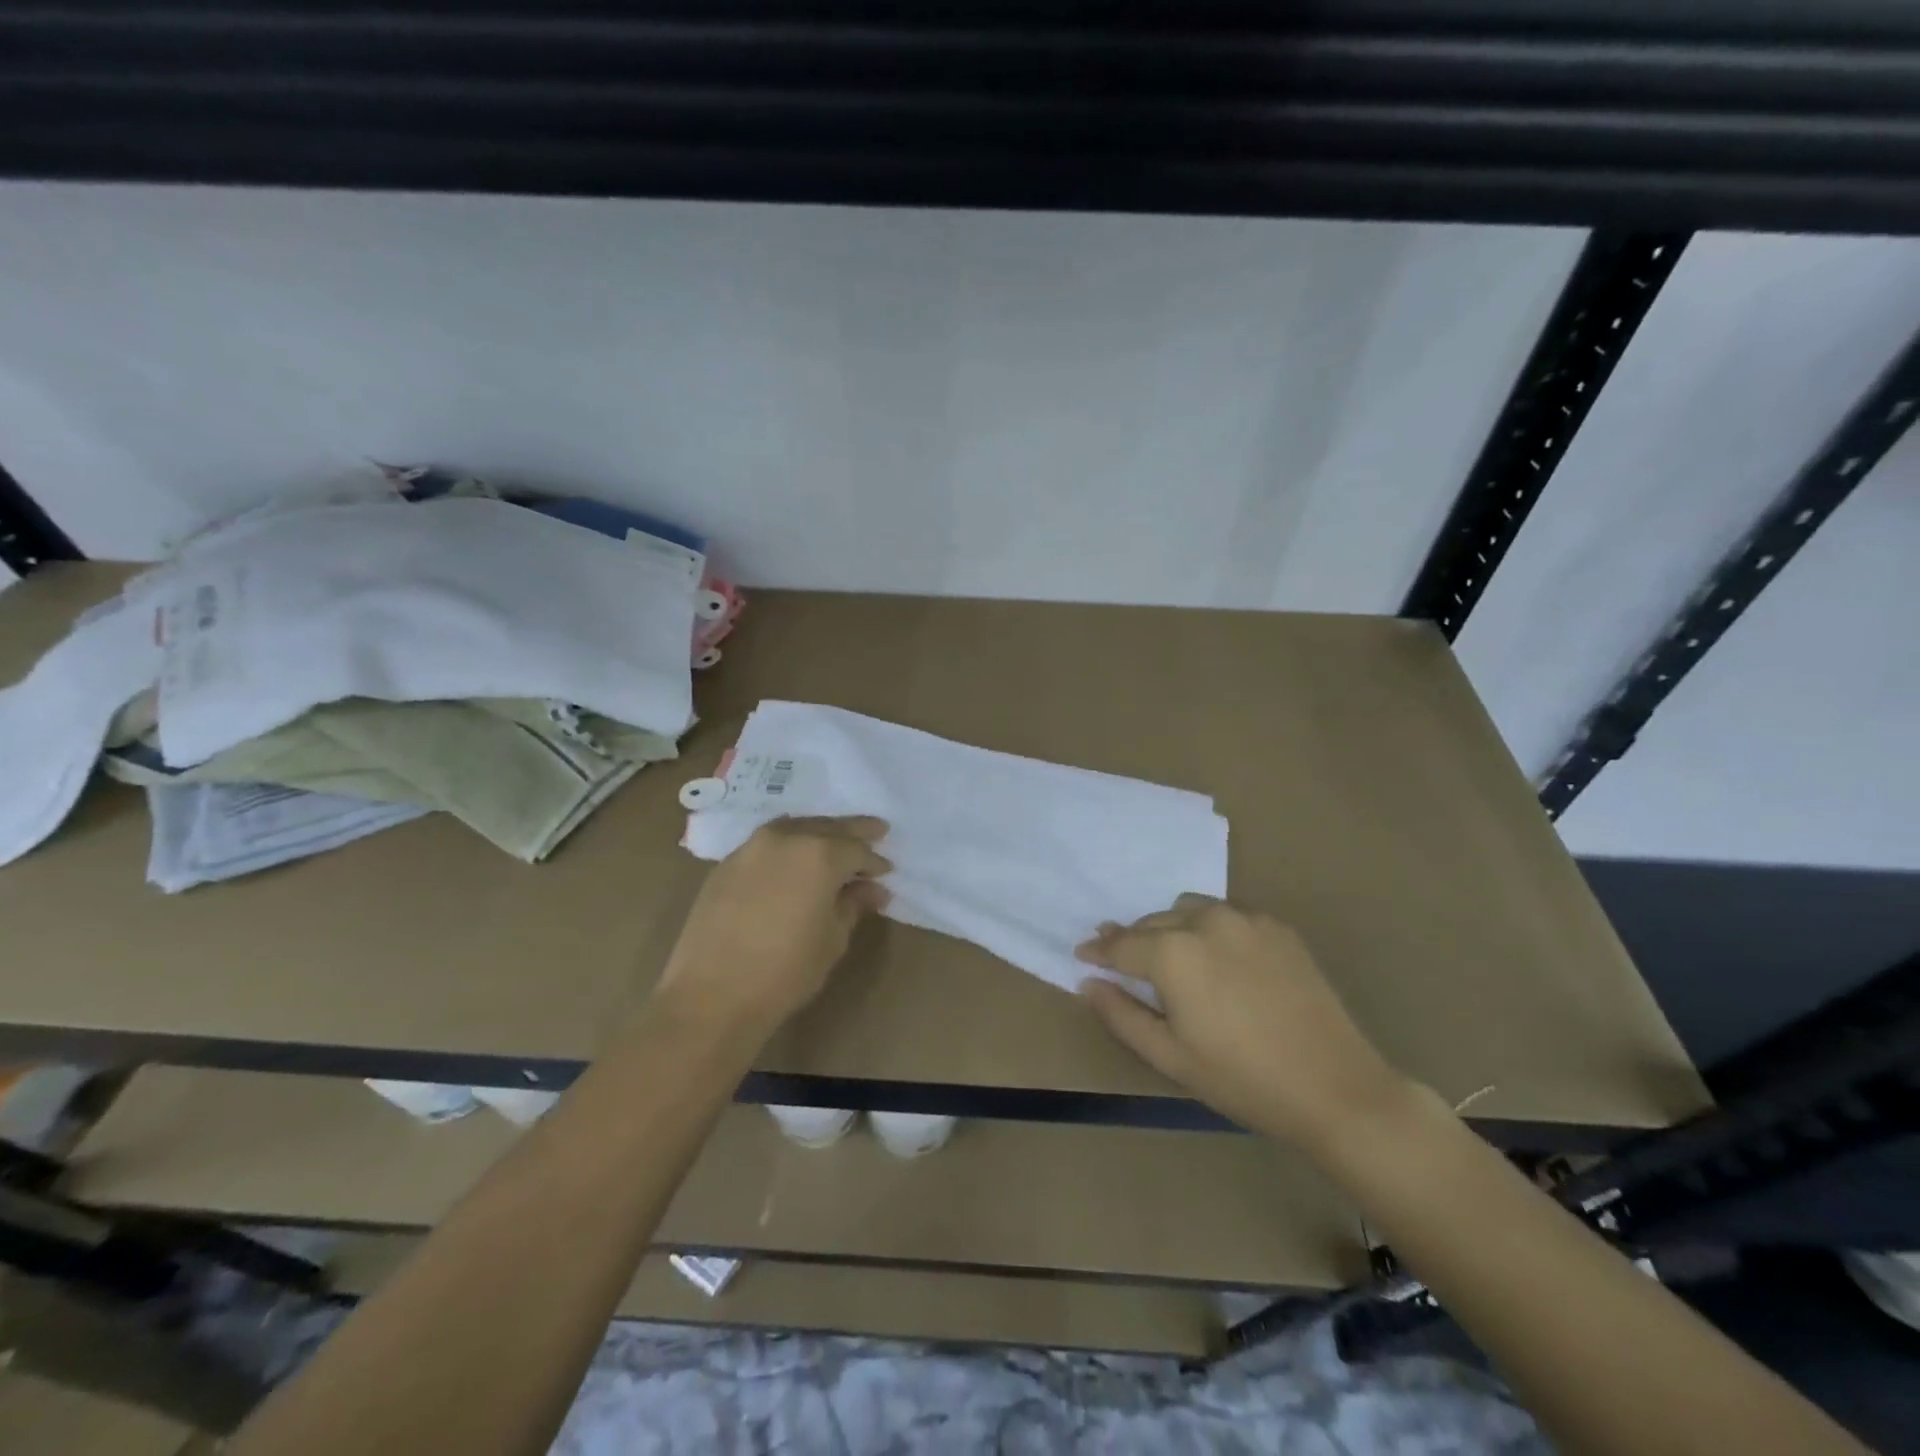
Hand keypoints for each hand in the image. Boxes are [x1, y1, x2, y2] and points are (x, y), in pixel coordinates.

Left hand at [654, 816, 890, 1040]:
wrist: (712, 995)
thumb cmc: (785, 970)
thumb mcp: (832, 939)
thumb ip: (853, 905)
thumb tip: (873, 890)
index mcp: (820, 854)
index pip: (857, 849)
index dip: (874, 862)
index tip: (886, 873)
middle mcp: (786, 838)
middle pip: (828, 826)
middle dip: (853, 831)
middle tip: (876, 831)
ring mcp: (751, 847)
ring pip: (795, 827)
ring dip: (819, 832)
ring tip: (834, 842)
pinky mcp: (726, 864)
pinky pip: (767, 843)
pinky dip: (788, 844)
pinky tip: (795, 860)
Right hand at [1076, 895, 1409, 1147]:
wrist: (1335, 1088)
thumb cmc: (1242, 1079)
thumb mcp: (1169, 1056)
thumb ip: (1121, 1014)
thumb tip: (1089, 983)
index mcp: (1173, 953)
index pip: (1121, 944)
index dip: (1098, 950)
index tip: (1083, 953)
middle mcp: (1205, 921)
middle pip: (1152, 922)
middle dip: (1133, 940)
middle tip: (1123, 960)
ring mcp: (1245, 918)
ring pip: (1188, 909)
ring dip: (1171, 928)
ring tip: (1172, 958)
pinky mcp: (1277, 926)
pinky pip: (1227, 915)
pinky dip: (1210, 929)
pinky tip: (1219, 959)